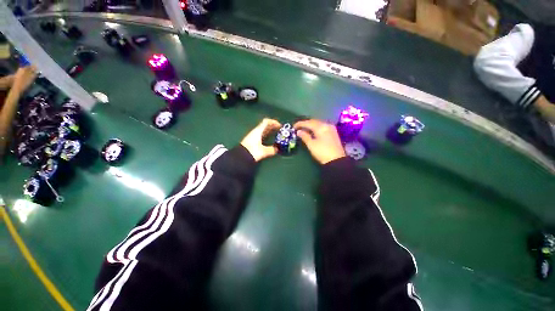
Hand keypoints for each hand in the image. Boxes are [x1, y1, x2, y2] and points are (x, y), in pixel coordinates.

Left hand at [241, 118, 281, 161]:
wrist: (240, 158)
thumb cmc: (252, 152)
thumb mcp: (263, 151)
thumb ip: (271, 150)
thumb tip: (277, 149)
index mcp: (258, 131)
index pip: (266, 122)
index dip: (274, 122)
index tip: (280, 126)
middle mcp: (255, 132)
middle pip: (265, 126)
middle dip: (273, 127)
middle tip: (280, 130)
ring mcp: (253, 136)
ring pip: (263, 131)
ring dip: (270, 131)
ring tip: (276, 135)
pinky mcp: (252, 141)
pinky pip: (261, 135)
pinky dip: (267, 136)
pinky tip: (270, 140)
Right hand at [294, 119, 344, 164]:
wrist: (336, 160)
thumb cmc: (322, 152)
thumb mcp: (311, 145)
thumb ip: (304, 136)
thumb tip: (298, 131)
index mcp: (321, 127)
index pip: (308, 122)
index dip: (300, 124)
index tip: (293, 126)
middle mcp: (326, 125)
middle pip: (314, 121)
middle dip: (305, 123)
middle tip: (298, 127)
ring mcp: (331, 128)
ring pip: (318, 124)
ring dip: (311, 125)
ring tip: (304, 129)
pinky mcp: (333, 133)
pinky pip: (322, 127)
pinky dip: (316, 128)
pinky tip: (312, 132)